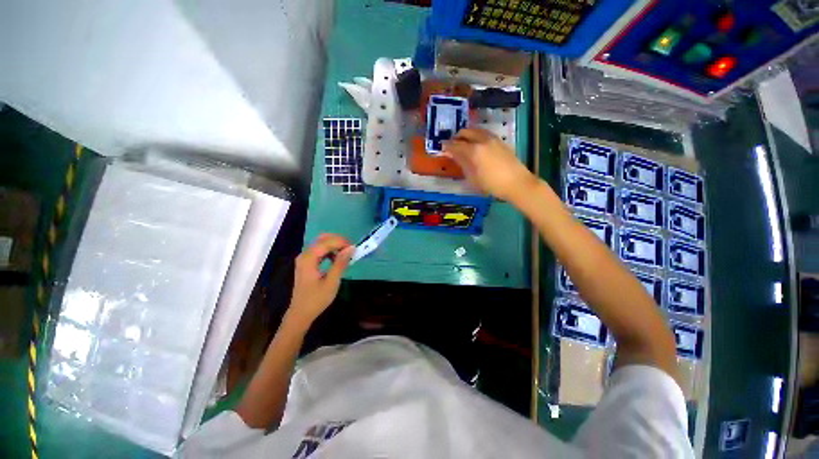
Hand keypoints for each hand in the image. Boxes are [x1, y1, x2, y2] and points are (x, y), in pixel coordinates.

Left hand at [288, 234, 353, 326]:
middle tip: (351, 248)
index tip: (354, 247)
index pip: (326, 242)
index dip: (341, 242)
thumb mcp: (332, 282)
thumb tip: (351, 248)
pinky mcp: (306, 263)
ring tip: (347, 253)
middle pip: (322, 239)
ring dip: (334, 245)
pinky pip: (319, 251)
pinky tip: (337, 258)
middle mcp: (304, 255)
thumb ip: (340, 263)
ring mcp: (304, 259)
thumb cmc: (317, 299)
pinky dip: (330, 251)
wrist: (301, 313)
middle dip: (338, 241)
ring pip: (321, 243)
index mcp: (308, 259)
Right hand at [443, 128, 536, 201]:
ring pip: (476, 130)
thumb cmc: (491, 184)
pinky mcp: (500, 141)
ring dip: (467, 135)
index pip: (456, 144)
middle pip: (466, 132)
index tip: (442, 147)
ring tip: (464, 144)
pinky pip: (484, 134)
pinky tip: (476, 145)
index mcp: (474, 150)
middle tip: (452, 145)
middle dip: (457, 137)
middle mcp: (482, 140)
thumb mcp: (472, 177)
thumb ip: (462, 163)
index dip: (447, 146)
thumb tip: (453, 154)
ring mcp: (493, 139)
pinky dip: (476, 136)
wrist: (517, 183)